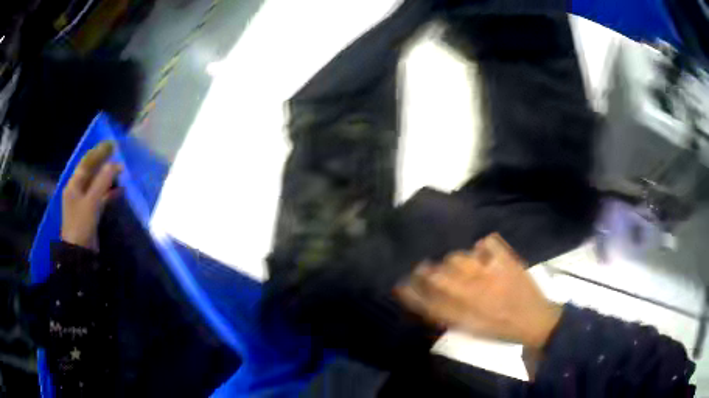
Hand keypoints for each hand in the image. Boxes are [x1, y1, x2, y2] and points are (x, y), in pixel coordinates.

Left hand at [61, 141, 122, 250]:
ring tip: (120, 170)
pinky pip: (100, 197)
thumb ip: (103, 182)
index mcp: (74, 185)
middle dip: (103, 162)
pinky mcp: (90, 213)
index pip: (86, 163)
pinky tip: (119, 191)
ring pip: (96, 184)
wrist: (78, 254)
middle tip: (116, 153)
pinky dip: (109, 192)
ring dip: (107, 177)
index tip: (112, 144)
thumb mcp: (91, 202)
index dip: (98, 152)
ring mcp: (83, 203)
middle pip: (90, 172)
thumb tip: (116, 164)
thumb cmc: (81, 225)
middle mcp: (77, 191)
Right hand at [395, 233, 561, 348]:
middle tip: (424, 268)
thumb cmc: (499, 329)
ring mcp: (490, 272)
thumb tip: (423, 299)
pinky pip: (487, 242)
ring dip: (454, 260)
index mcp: (463, 313)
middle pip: (436, 274)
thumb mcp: (469, 330)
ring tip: (461, 265)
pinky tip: (483, 253)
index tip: (400, 283)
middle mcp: (472, 292)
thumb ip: (445, 315)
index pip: (426, 300)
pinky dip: (483, 246)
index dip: (409, 291)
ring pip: (458, 257)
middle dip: (424, 270)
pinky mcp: (506, 259)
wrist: (535, 320)